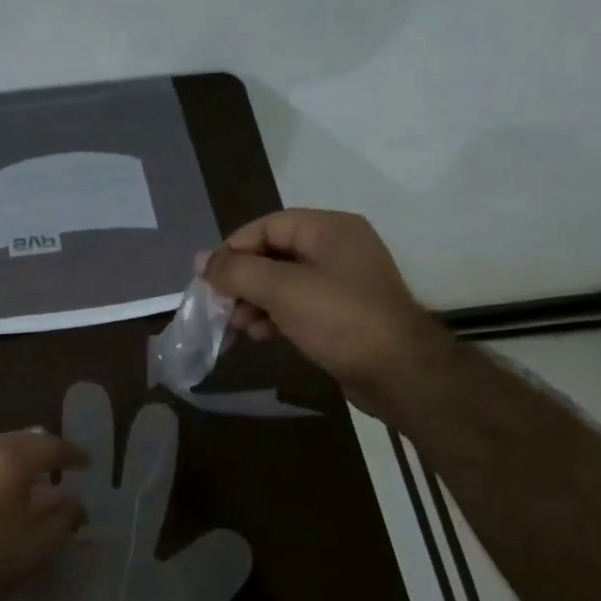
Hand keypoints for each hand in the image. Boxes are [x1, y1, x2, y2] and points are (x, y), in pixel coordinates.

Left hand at [0, 431, 87, 600]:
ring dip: (19, 458)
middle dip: (44, 449)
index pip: (51, 446)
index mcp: (13, 459)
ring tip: (33, 477)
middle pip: (23, 440)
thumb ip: (64, 518)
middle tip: (61, 464)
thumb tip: (76, 504)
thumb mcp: (39, 543)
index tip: (87, 463)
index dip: (72, 454)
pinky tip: (1, 489)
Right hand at [202, 208, 454, 419]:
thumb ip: (237, 271)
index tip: (209, 279)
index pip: (267, 226)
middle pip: (273, 254)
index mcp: (329, 229)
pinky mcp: (343, 314)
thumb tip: (200, 259)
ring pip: (283, 283)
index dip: (234, 249)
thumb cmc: (339, 319)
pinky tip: (260, 336)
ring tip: (239, 327)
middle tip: (221, 307)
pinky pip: (298, 306)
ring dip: (255, 302)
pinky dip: (275, 317)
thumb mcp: (281, 289)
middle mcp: (337, 249)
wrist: (400, 374)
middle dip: (243, 281)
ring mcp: (343, 283)